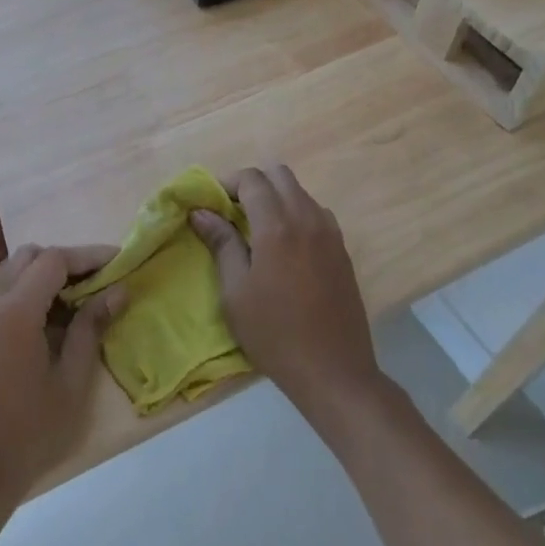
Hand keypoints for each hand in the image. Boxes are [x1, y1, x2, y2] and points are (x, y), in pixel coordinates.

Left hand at [0, 245, 127, 520]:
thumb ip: (91, 328)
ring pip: (11, 271)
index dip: (88, 256)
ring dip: (43, 274)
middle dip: (66, 261)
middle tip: (99, 281)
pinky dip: (25, 291)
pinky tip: (49, 320)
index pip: (53, 260)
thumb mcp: (71, 382)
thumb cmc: (29, 432)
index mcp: (14, 312)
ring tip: (78, 300)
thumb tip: (118, 291)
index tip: (120, 261)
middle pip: (29, 257)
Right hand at [190, 166, 379, 424]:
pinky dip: (296, 214)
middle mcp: (307, 219)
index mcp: (276, 226)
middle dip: (253, 184)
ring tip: (257, 230)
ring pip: (300, 192)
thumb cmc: (273, 333)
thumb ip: (221, 244)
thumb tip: (202, 212)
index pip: (252, 179)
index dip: (227, 183)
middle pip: (280, 175)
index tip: (212, 204)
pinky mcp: (342, 250)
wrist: (333, 370)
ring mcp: (330, 233)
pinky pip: (316, 213)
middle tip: (233, 212)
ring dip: (276, 198)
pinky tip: (285, 246)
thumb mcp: (235, 291)